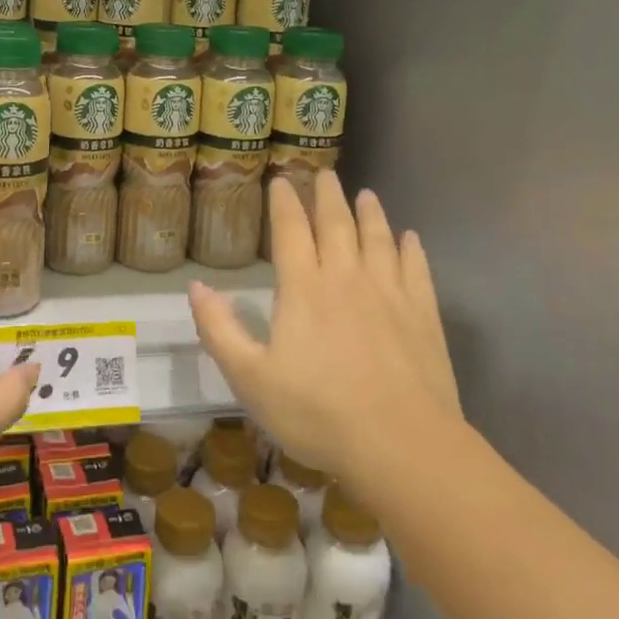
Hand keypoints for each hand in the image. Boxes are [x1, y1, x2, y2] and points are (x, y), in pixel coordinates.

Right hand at [188, 171, 459, 490]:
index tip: (281, 179)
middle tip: (325, 173)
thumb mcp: (250, 378)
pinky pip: (417, 269)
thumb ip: (219, 329)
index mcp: (303, 289)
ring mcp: (390, 294)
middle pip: (337, 224)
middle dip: (328, 196)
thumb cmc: (317, 413)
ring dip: (370, 213)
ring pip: (379, 239)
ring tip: (365, 194)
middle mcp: (347, 278)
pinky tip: (411, 238)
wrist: (402, 445)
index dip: (284, 202)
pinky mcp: (423, 316)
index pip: (291, 231)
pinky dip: (412, 249)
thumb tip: (195, 286)